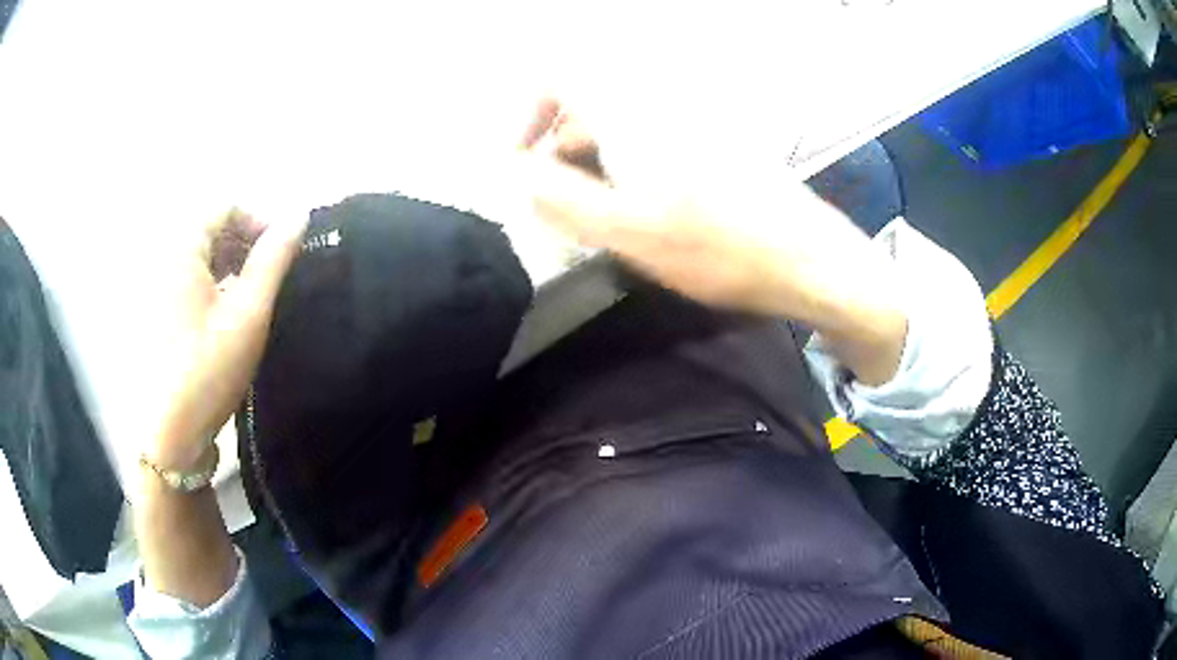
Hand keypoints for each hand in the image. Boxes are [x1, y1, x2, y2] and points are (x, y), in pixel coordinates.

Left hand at [147, 209, 306, 470]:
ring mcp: (154, 287)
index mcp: (181, 249)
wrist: (169, 435)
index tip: (280, 254)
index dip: (258, 221)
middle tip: (268, 279)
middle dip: (243, 244)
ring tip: (249, 300)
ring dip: (228, 265)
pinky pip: (185, 280)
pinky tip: (223, 317)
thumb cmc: (208, 370)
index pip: (224, 207)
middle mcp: (162, 258)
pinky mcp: (153, 313)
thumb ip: (274, 260)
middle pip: (208, 229)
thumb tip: (299, 215)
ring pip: (197, 256)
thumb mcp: (248, 314)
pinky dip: (209, 285)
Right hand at [520, 98, 907, 383]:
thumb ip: (558, 197)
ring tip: (599, 219)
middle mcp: (662, 105)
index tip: (523, 164)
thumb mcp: (625, 229)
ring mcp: (693, 123)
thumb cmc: (717, 247)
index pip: (561, 78)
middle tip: (559, 206)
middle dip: (559, 150)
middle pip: (588, 106)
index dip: (529, 115)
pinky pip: (652, 142)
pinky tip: (643, 215)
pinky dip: (629, 170)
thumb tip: (515, 171)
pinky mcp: (714, 145)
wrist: (807, 259)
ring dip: (594, 165)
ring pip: (620, 127)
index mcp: (635, 113)